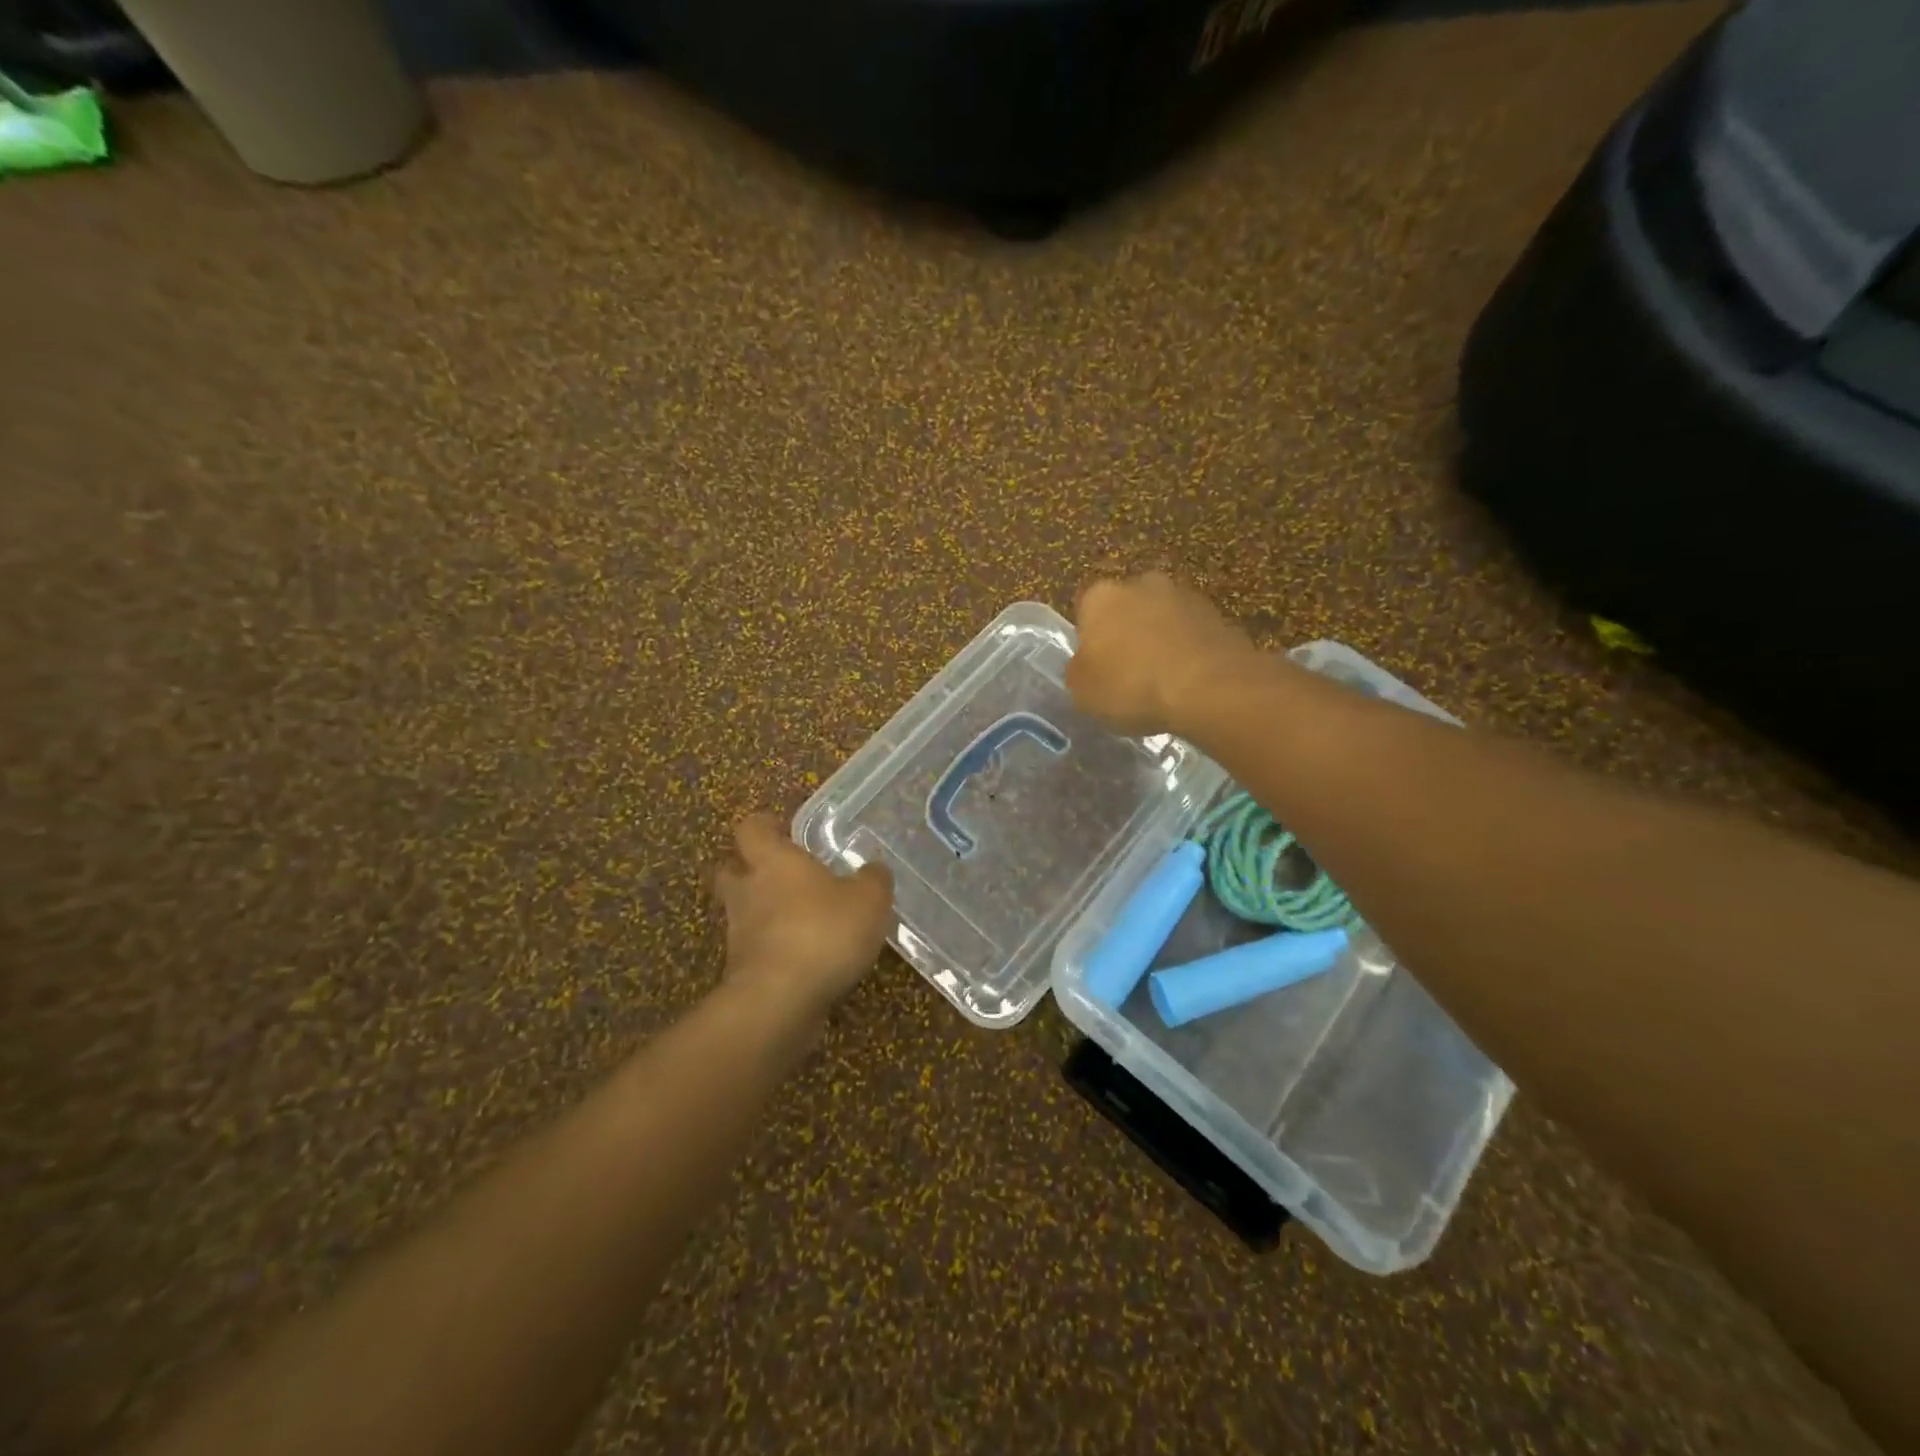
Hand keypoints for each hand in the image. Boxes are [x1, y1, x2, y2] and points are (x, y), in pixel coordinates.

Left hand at [714, 813, 894, 1017]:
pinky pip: (756, 950)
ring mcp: (739, 934)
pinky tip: (806, 959)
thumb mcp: (869, 899)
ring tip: (802, 922)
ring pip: (743, 912)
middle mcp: (748, 891)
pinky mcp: (742, 972)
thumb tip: (874, 870)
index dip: (764, 826)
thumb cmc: (823, 932)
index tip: (782, 829)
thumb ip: (874, 879)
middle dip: (750, 869)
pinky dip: (774, 950)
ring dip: (764, 914)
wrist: (780, 1001)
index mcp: (773, 861)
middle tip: (782, 875)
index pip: (751, 828)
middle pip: (732, 870)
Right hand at [1067, 572, 1256, 734]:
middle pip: (1126, 608)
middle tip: (1128, 672)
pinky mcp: (1218, 614)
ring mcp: (1184, 595)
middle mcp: (1141, 583)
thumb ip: (1079, 671)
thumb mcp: (1083, 692)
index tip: (1096, 668)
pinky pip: (1192, 634)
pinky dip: (1188, 650)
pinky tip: (1189, 681)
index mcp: (1101, 596)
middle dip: (1126, 633)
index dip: (1089, 641)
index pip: (1085, 611)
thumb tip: (1086, 664)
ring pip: (1162, 618)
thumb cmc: (1132, 687)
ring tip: (1162, 680)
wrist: (1209, 688)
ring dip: (1160, 640)